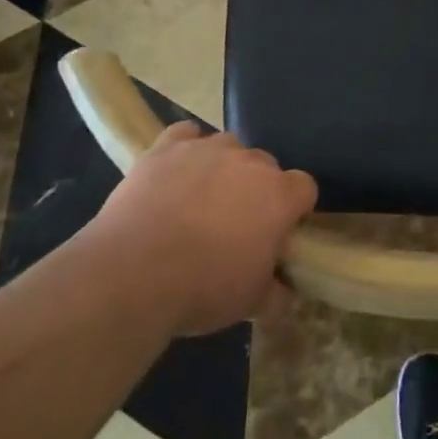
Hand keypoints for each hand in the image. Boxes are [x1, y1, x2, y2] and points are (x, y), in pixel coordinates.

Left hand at [89, 122, 316, 336]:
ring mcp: (207, 149)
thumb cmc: (203, 288)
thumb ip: (276, 293)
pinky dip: (185, 148)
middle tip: (235, 224)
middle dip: (256, 189)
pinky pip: (185, 134)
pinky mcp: (167, 148)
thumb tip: (284, 292)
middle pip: (265, 165)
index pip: (304, 187)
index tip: (279, 232)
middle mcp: (249, 162)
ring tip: (200, 199)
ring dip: (222, 167)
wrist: (132, 274)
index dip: (294, 209)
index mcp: (279, 196)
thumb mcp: (250, 304)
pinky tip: (175, 170)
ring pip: (228, 147)